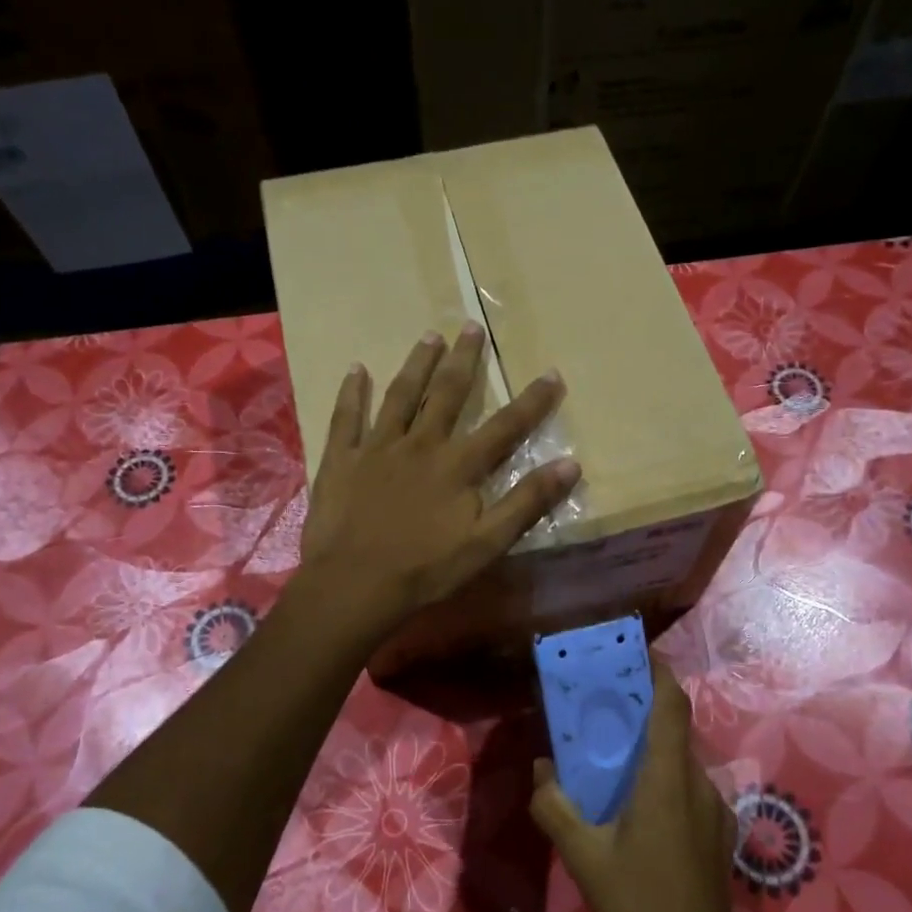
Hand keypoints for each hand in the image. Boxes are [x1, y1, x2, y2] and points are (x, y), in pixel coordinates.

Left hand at [300, 323, 579, 634]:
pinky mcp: (341, 459)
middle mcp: (420, 443)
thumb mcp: (487, 543)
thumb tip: (571, 465)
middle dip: (463, 360)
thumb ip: (527, 502)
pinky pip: (346, 417)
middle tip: (471, 327)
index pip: (505, 426)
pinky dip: (351, 392)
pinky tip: (356, 369)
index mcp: (458, 465)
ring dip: (415, 364)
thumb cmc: (425, 570)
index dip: (532, 401)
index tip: (552, 373)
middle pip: (446, 393)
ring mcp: (377, 447)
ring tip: (428, 336)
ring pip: (400, 395)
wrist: (354, 585)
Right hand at [531, 662, 803, 911]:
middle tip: (604, 702)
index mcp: (668, 779)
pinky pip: (687, 786)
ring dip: (651, 745)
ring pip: (680, 758)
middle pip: (674, 727)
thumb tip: (541, 768)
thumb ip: (554, 805)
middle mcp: (698, 783)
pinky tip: (634, 804)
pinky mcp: (717, 833)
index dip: (657, 671)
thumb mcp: (582, 856)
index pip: (671, 705)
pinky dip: (661, 775)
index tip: (633, 650)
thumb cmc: (638, 906)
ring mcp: (714, 810)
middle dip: (643, 706)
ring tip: (612, 752)